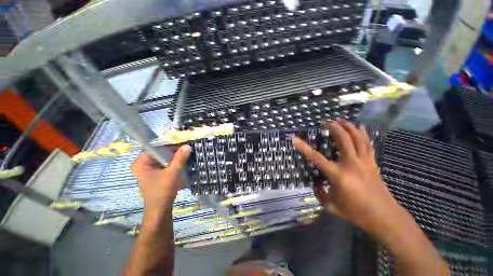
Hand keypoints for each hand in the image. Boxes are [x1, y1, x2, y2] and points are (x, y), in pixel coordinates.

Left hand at [131, 145, 190, 214]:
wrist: (160, 209)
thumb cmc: (162, 191)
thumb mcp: (172, 173)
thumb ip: (179, 158)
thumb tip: (188, 145)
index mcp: (140, 163)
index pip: (155, 147)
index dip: (169, 144)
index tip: (182, 142)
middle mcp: (141, 164)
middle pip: (158, 151)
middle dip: (173, 149)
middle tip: (186, 147)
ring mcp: (147, 168)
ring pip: (162, 156)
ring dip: (173, 154)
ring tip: (186, 151)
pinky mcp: (154, 172)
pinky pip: (163, 162)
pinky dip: (172, 160)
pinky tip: (181, 159)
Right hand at [293, 121, 449, 274]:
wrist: (385, 218)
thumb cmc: (356, 213)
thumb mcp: (331, 206)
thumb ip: (319, 194)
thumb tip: (316, 184)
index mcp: (338, 175)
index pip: (316, 158)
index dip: (304, 147)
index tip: (295, 139)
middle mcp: (351, 164)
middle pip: (343, 139)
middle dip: (334, 128)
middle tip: (326, 122)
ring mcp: (364, 162)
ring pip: (358, 138)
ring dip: (349, 127)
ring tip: (341, 120)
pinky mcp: (372, 163)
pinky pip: (367, 144)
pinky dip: (362, 134)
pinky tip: (360, 127)